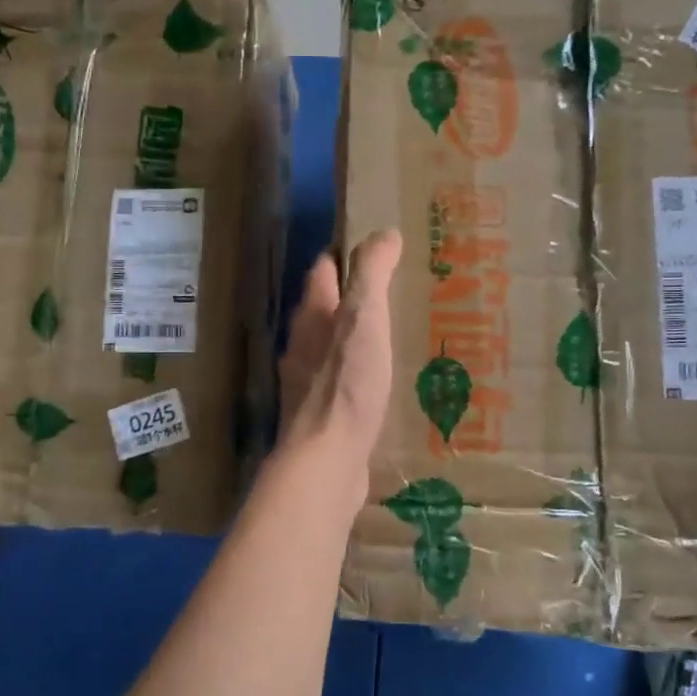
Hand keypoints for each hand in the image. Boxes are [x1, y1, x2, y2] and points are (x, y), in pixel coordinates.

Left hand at [276, 230, 401, 502]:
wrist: (327, 462)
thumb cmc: (346, 385)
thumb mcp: (364, 320)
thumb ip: (372, 276)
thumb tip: (384, 233)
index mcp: (311, 317)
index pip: (323, 272)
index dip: (344, 255)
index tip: (375, 247)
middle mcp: (302, 346)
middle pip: (324, 310)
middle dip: (352, 297)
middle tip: (393, 289)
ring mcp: (308, 384)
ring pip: (332, 347)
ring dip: (356, 337)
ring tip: (394, 332)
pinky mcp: (322, 416)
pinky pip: (342, 382)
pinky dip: (360, 373)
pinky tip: (383, 382)